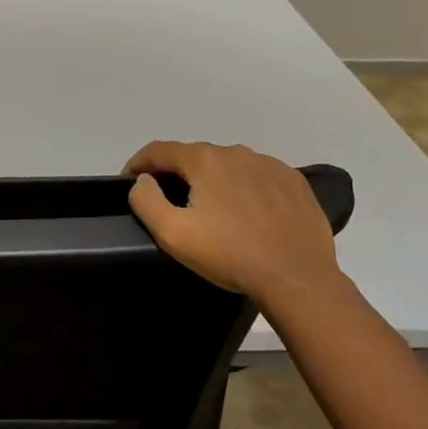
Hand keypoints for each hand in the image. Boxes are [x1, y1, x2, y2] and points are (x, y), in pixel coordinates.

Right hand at [125, 141, 346, 318]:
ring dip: (214, 180)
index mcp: (204, 160)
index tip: (130, 182)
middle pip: (195, 156)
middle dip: (178, 174)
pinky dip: (245, 188)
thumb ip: (146, 200)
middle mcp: (236, 152)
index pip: (159, 150)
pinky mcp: (295, 182)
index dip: (139, 164)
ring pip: (229, 166)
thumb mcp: (173, 233)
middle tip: (172, 202)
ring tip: (213, 210)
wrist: (297, 278)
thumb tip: (143, 180)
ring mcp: (270, 165)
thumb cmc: (229, 254)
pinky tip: (248, 213)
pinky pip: (259, 177)